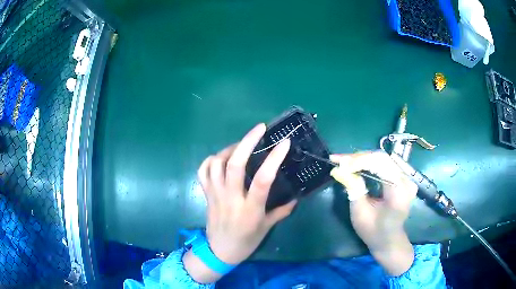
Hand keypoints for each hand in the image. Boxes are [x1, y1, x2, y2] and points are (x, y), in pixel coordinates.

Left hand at [184, 123, 296, 282]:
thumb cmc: (246, 241)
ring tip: (241, 145)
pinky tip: (222, 158)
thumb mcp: (267, 227)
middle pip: (234, 164)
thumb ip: (282, 210)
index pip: (263, 179)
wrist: (219, 251)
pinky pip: (203, 171)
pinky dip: (211, 159)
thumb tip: (296, 196)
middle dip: (247, 141)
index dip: (274, 158)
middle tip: (260, 128)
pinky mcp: (206, 194)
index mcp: (250, 208)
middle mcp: (231, 198)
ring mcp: (216, 194)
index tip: (284, 142)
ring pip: (216, 163)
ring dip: (230, 148)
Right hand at [330, 151, 417, 275]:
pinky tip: (357, 165)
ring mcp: (406, 178)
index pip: (380, 164)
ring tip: (344, 162)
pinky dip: (369, 163)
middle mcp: (406, 181)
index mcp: (399, 192)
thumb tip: (339, 169)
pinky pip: (385, 164)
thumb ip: (353, 189)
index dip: (359, 161)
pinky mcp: (403, 178)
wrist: (389, 240)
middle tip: (338, 160)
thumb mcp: (360, 213)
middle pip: (382, 158)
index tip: (339, 164)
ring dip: (362, 159)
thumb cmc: (374, 232)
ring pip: (383, 159)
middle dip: (358, 158)